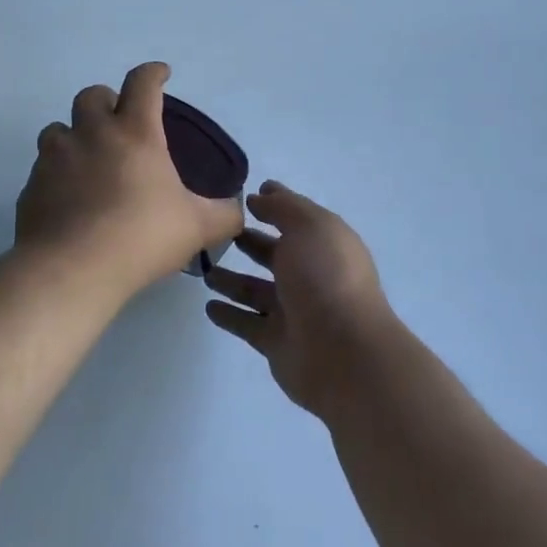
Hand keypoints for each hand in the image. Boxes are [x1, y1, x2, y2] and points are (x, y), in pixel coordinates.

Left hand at [16, 63, 243, 296]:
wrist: (71, 270)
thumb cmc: (141, 236)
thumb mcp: (197, 227)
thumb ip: (224, 214)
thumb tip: (237, 210)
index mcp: (135, 133)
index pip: (143, 83)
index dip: (153, 73)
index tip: (160, 74)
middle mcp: (91, 134)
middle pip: (91, 95)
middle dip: (106, 101)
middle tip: (118, 122)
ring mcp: (55, 158)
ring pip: (57, 129)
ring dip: (73, 136)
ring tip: (88, 160)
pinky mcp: (31, 187)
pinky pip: (42, 169)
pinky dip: (56, 175)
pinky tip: (68, 201)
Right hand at [203, 182, 399, 417]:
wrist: (343, 352)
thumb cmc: (326, 277)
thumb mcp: (308, 226)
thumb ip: (282, 207)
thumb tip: (260, 196)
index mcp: (324, 243)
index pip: (296, 217)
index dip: (275, 203)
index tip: (247, 194)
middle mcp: (310, 274)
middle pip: (275, 254)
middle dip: (250, 241)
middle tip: (218, 233)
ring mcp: (294, 310)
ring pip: (256, 289)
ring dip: (232, 279)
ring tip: (204, 268)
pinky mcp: (276, 341)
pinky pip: (247, 323)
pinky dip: (229, 315)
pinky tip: (208, 306)